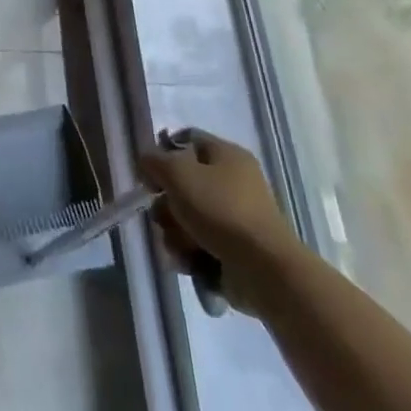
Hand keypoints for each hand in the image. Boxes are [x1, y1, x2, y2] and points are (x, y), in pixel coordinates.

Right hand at [138, 130, 299, 314]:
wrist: (263, 269)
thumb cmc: (220, 210)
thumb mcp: (178, 173)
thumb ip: (154, 160)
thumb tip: (147, 162)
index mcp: (228, 155)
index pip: (187, 140)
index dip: (163, 153)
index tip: (149, 174)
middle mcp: (233, 183)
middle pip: (182, 185)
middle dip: (166, 204)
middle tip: (166, 216)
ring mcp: (234, 218)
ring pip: (185, 218)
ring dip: (174, 232)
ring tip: (182, 244)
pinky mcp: (233, 249)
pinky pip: (197, 243)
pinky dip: (188, 252)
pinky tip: (190, 260)